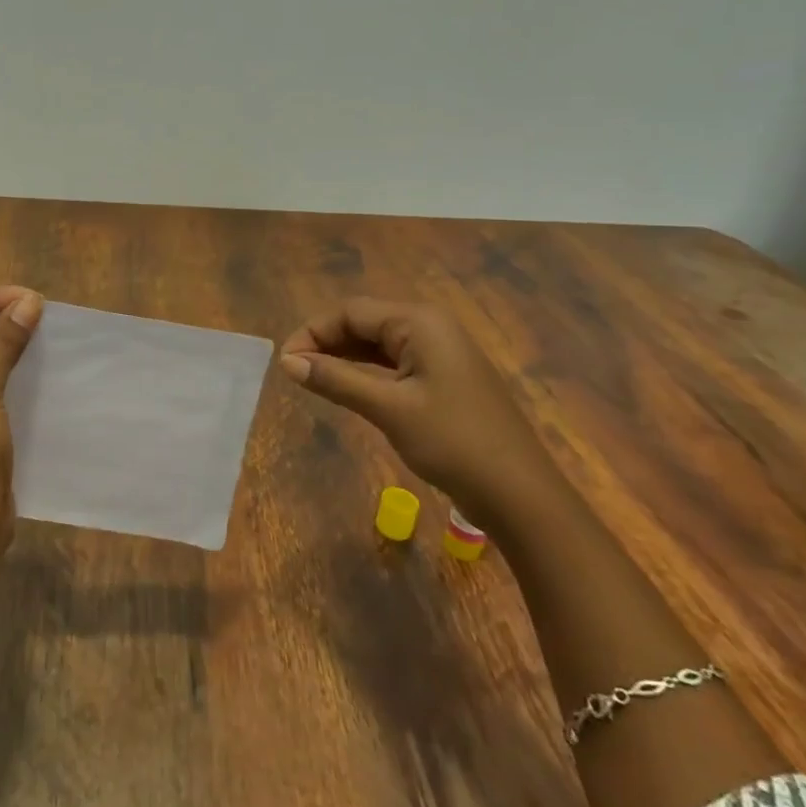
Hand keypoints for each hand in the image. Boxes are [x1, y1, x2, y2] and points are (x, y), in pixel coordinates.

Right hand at [278, 298, 559, 525]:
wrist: (520, 495)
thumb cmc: (453, 443)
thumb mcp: (388, 409)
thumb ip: (335, 379)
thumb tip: (286, 362)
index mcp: (420, 323)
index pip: (350, 312)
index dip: (312, 332)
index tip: (285, 363)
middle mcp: (431, 327)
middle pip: (364, 322)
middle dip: (326, 342)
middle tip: (294, 373)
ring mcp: (441, 353)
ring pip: (377, 343)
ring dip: (343, 357)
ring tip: (312, 379)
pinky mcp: (444, 378)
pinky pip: (394, 362)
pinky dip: (366, 371)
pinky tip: (347, 387)